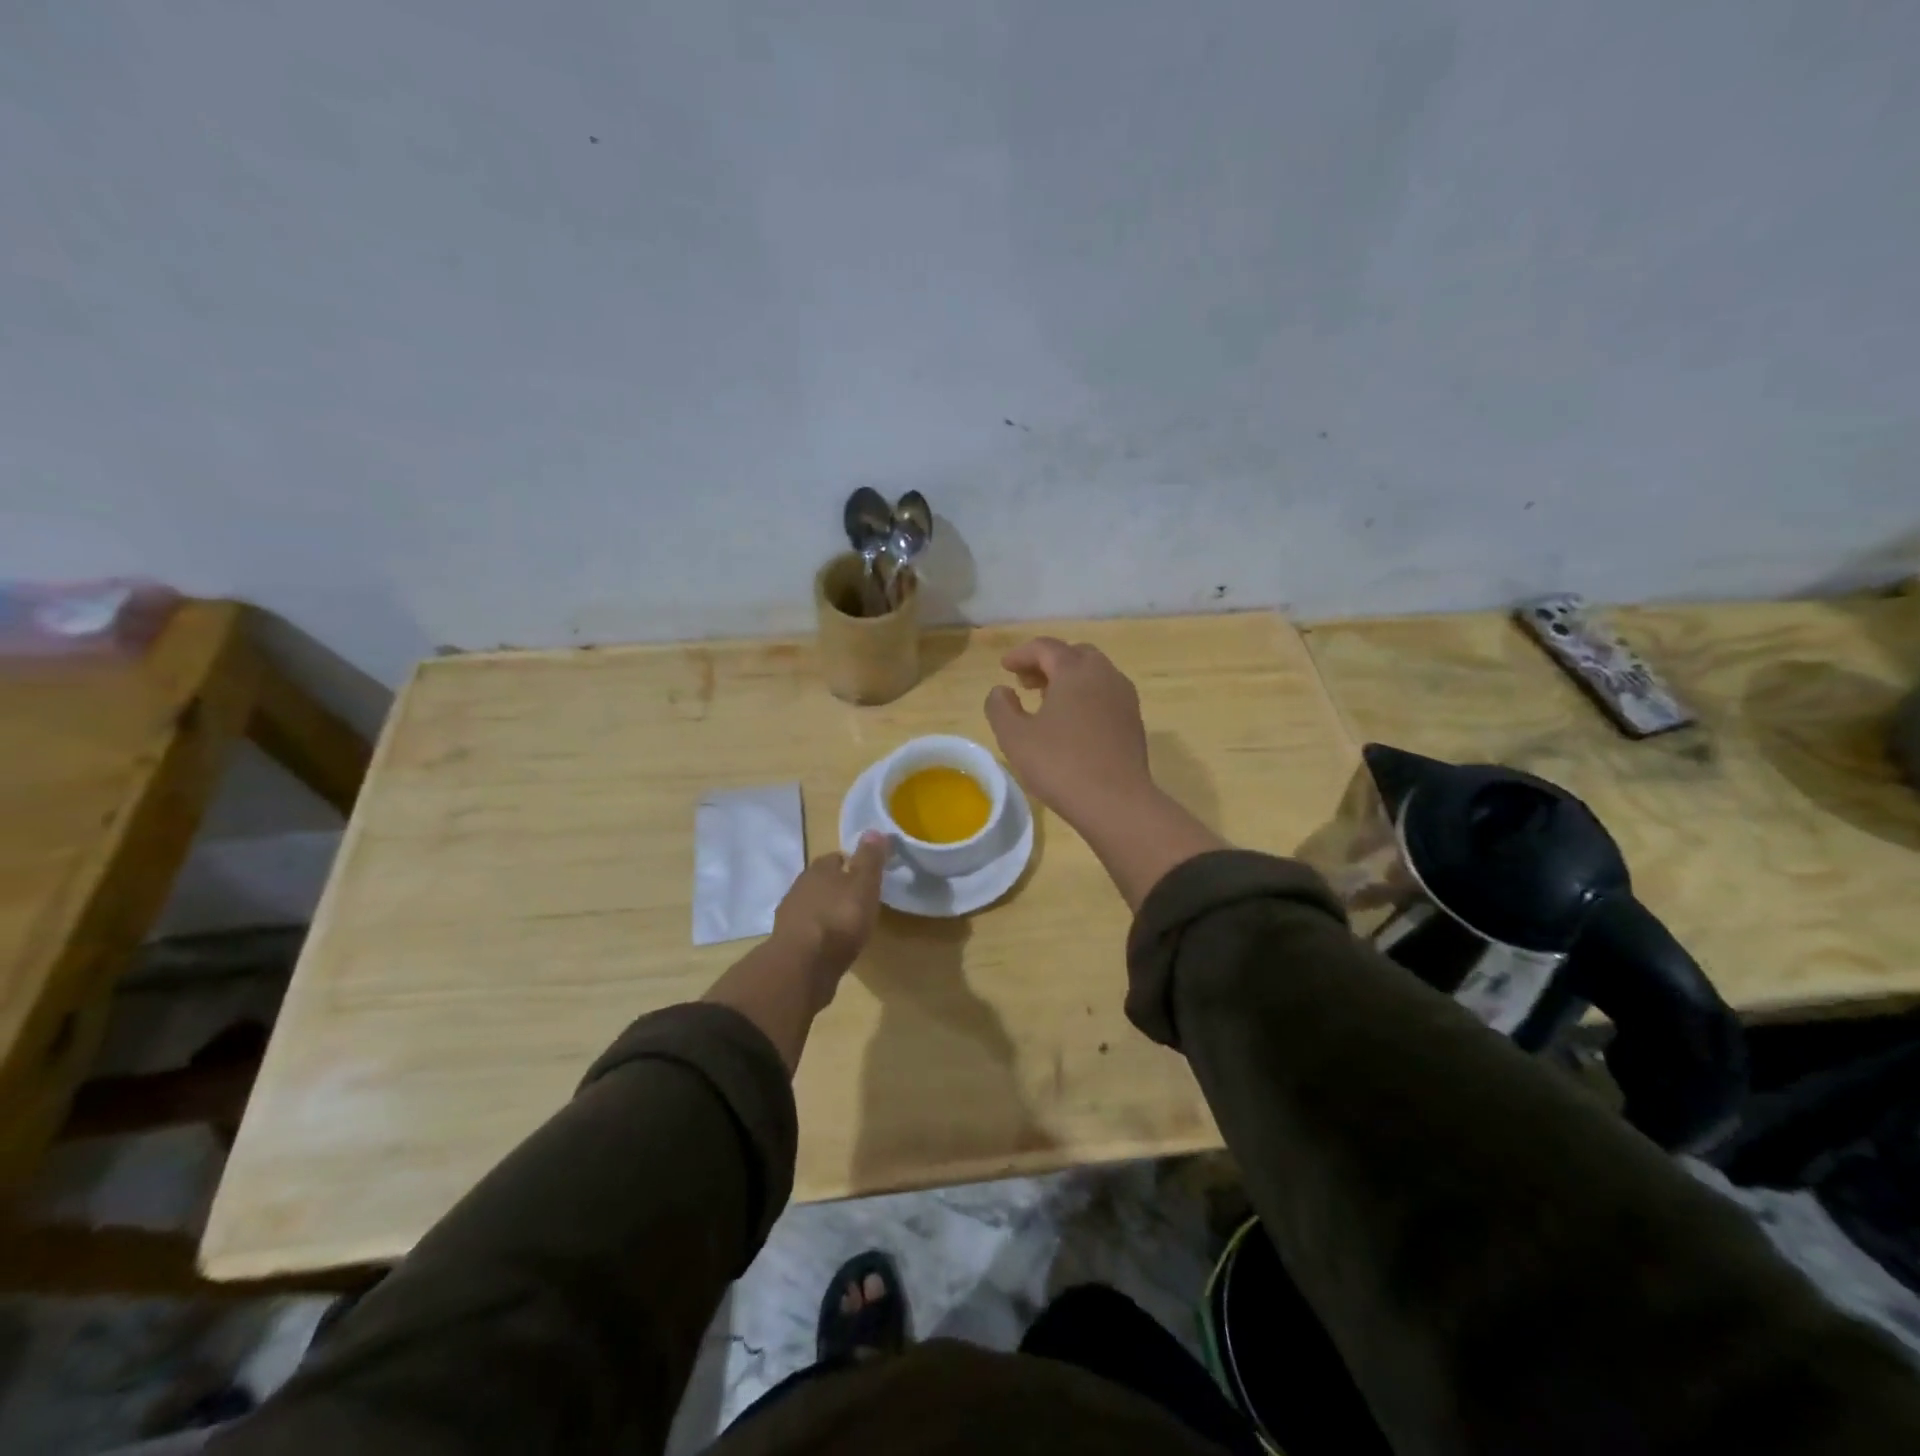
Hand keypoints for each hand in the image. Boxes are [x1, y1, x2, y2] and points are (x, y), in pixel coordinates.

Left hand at [771, 833, 886, 1000]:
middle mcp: (800, 887)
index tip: (864, 872)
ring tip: (845, 923)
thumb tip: (874, 829)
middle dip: (836, 887)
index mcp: (819, 869)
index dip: (850, 863)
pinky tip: (830, 944)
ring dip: (825, 910)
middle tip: (856, 897)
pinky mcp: (787, 943)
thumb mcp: (864, 885)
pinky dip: (817, 933)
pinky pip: (806, 930)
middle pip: (820, 881)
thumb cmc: (839, 919)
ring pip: (811, 905)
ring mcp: (790, 915)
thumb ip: (869, 859)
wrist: (803, 965)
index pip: (835, 858)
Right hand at [985, 638, 1153, 826]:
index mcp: (1075, 671)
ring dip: (1068, 679)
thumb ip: (1000, 707)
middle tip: (1026, 682)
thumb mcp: (1015, 737)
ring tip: (1047, 700)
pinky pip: (1106, 694)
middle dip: (1048, 662)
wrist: (1116, 802)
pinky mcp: (1133, 721)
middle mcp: (1104, 675)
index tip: (1004, 667)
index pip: (1046, 648)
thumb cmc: (1060, 764)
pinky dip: (1085, 695)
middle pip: (1074, 655)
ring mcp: (1124, 698)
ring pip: (1094, 674)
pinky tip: (1072, 722)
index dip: (1021, 654)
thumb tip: (1002, 691)